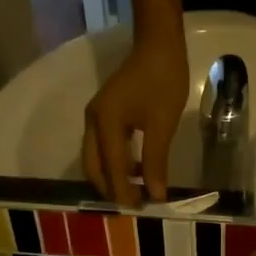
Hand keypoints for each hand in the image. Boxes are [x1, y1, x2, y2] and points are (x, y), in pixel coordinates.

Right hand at [83, 30, 190, 205]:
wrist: (158, 44)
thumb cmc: (163, 81)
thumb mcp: (162, 125)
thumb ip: (156, 162)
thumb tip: (155, 195)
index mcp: (105, 124)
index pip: (111, 168)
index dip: (123, 192)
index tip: (138, 212)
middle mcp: (93, 122)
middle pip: (93, 167)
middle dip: (110, 189)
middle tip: (132, 206)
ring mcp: (96, 117)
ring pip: (96, 158)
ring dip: (112, 176)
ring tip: (135, 193)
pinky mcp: (105, 114)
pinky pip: (104, 147)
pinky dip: (115, 163)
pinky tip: (136, 170)